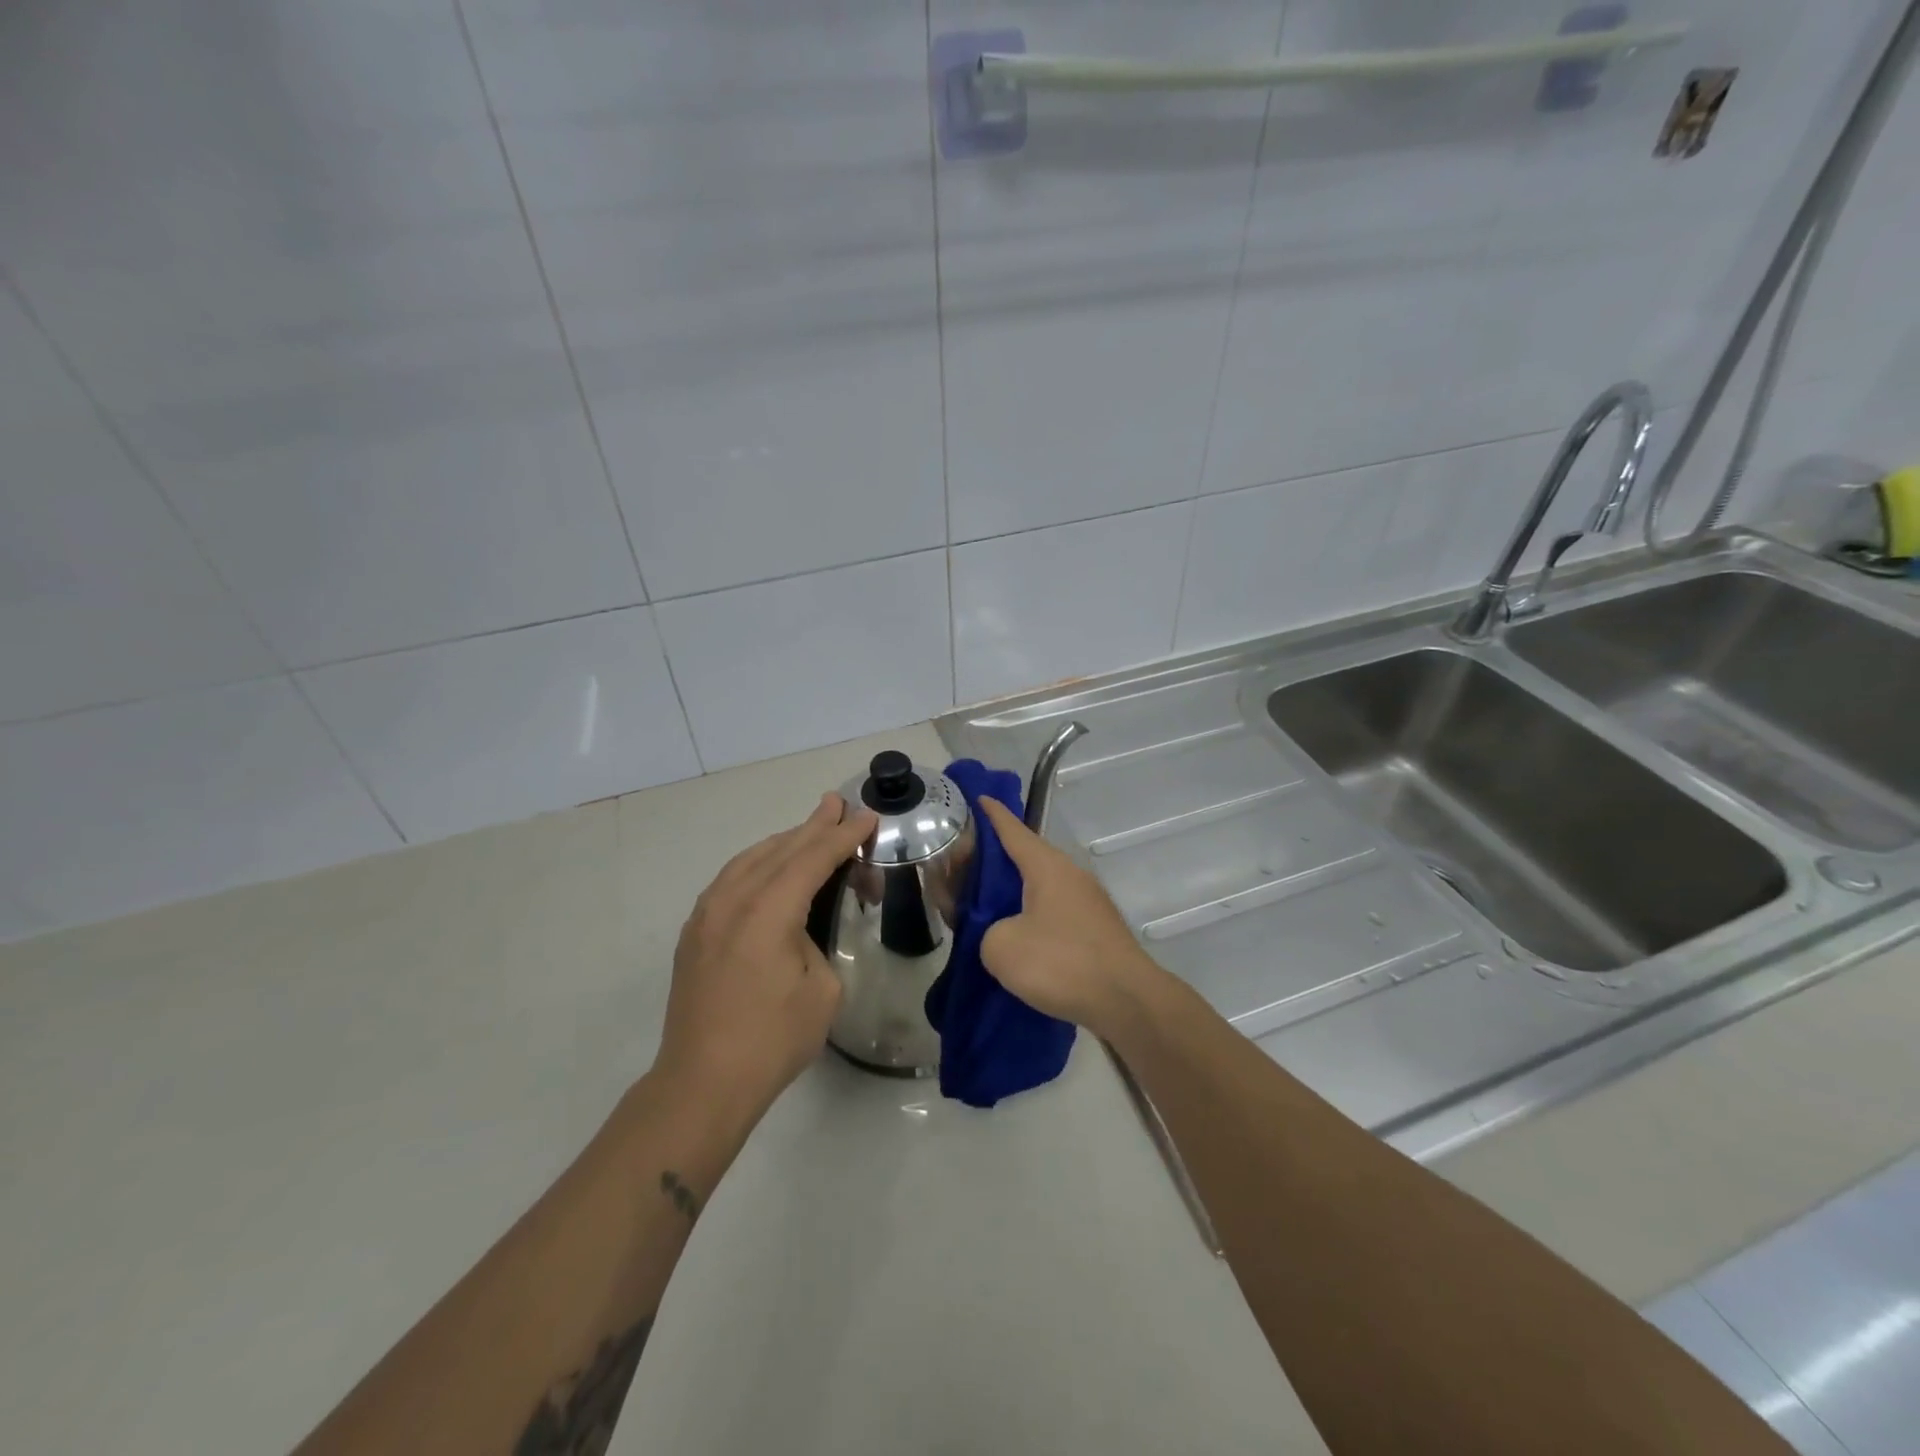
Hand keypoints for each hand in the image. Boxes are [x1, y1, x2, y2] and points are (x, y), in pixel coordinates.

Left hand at [658, 793, 876, 1117]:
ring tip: (810, 828)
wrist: (701, 1084)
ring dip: (784, 842)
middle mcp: (732, 900)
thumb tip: (799, 932)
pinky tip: (769, 866)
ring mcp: (706, 914)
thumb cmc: (772, 1040)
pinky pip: (731, 879)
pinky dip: (758, 864)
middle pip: (781, 849)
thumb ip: (815, 943)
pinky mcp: (695, 932)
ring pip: (751, 859)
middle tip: (838, 803)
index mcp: (768, 911)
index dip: (843, 836)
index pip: (813, 858)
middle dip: (814, 826)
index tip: (867, 816)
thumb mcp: (821, 990)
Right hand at [976, 797, 1164, 1040]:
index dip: (992, 815)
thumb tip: (1001, 934)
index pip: (1012, 830)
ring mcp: (1087, 902)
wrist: (1127, 1001)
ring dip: (1010, 892)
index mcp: (1046, 866)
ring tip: (983, 907)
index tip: (979, 798)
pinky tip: (1016, 936)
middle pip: (1024, 857)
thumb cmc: (1061, 963)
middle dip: (992, 860)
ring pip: (1039, 886)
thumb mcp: (1001, 947)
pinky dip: (1029, 915)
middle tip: (961, 870)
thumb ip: (985, 931)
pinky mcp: (1096, 930)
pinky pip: (1052, 911)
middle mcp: (1069, 875)